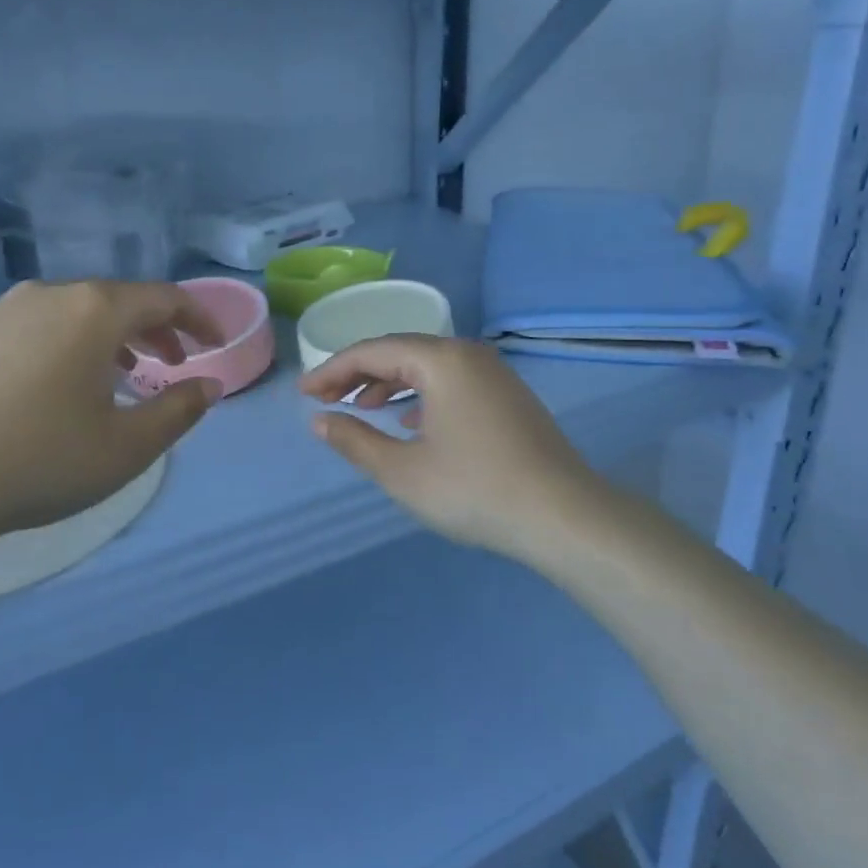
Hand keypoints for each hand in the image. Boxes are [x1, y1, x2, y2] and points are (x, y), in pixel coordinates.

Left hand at [0, 280, 223, 567]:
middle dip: (154, 330)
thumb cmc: (37, 461)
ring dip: (106, 338)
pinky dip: (60, 346)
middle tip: (172, 363)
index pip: (164, 298)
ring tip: (116, 377)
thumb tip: (208, 385)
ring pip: (70, 312)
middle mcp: (47, 295)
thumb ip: (179, 411)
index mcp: (93, 311)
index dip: (198, 319)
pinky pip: (30, 328)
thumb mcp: (126, 447)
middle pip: (117, 300)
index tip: (215, 345)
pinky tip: (50, 387)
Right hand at [299, 336, 619, 559]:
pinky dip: (422, 394)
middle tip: (326, 399)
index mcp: (441, 360)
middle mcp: (468, 354)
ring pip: (428, 366)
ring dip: (390, 383)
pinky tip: (411, 421)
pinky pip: (452, 382)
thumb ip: (355, 440)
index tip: (304, 394)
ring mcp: (494, 374)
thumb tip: (321, 421)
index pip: (372, 351)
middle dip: (359, 374)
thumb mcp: (402, 471)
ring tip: (362, 407)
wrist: (563, 516)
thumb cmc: (474, 489)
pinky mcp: (509, 397)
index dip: (332, 370)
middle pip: (401, 352)